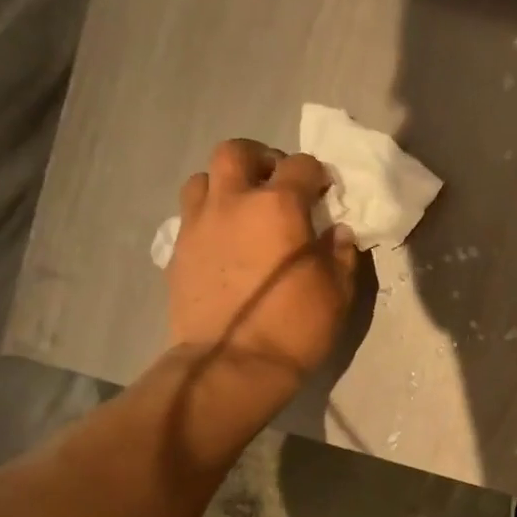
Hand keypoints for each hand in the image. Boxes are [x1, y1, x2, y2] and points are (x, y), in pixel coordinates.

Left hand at [166, 140, 356, 389]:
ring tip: (243, 209)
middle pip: (237, 152)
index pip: (300, 165)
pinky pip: (190, 215)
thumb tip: (336, 232)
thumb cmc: (296, 326)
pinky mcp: (177, 250)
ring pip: (203, 178)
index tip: (324, 193)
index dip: (316, 174)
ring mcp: (199, 224)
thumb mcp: (337, 291)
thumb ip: (339, 253)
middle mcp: (233, 202)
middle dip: (260, 160)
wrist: (232, 365)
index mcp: (279, 206)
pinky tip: (224, 242)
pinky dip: (209, 217)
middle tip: (276, 184)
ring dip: (226, 184)